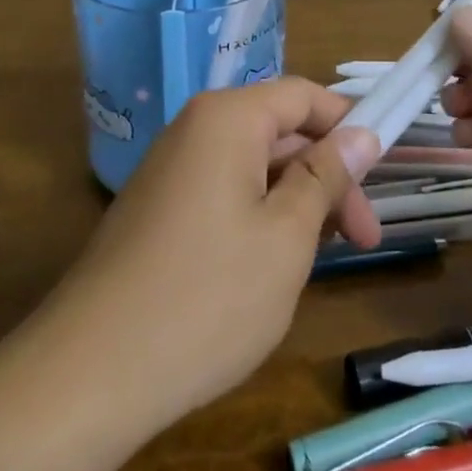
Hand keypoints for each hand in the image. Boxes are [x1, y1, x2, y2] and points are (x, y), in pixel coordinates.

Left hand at [42, 80, 382, 434]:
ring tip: (319, 258)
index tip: (383, 173)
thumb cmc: (207, 298)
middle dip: (326, 177)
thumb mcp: (286, 235)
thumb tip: (362, 133)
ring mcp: (170, 169)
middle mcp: (195, 128)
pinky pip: (223, 192)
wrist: (88, 374)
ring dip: (295, 201)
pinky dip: (258, 217)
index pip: (304, 96)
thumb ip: (325, 176)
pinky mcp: (157, 209)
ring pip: (253, 166)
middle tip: (363, 238)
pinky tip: (269, 268)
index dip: (349, 125)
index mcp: (228, 118)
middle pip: (280, 132)